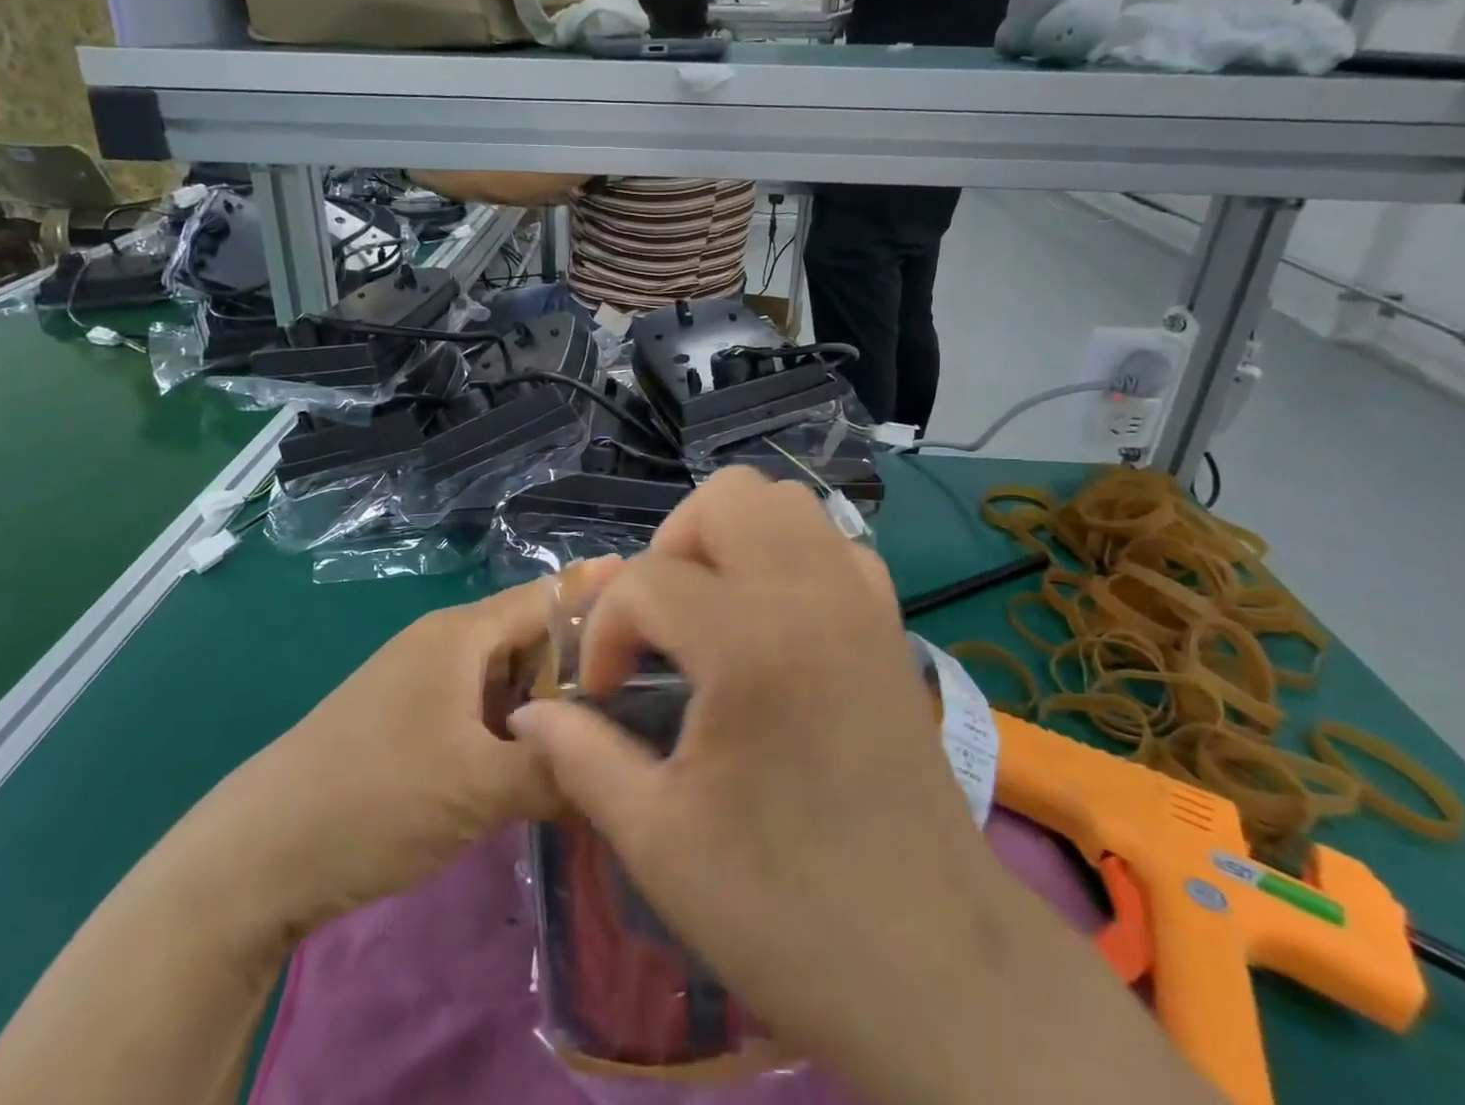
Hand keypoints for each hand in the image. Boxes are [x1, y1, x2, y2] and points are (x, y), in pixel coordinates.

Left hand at [154, 565, 613, 961]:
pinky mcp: (409, 722)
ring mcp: (423, 684)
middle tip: (647, 682)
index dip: (598, 593)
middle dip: (582, 658)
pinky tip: (543, 758)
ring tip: (606, 722)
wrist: (256, 854)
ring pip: (506, 677)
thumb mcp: (478, 788)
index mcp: (461, 634)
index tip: (652, 591)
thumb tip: (617, 774)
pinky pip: (481, 708)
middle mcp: (444, 645)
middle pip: (530, 637)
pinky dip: (516, 725)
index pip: (547, 597)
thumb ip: (555, 772)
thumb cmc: (375, 797)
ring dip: (549, 698)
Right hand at [510, 470, 995, 1094]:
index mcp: (752, 642)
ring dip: (729, 541)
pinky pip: (829, 542)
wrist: (937, 967)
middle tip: (658, 626)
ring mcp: (862, 600)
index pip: (647, 580)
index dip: (606, 632)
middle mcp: (814, 594)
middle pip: (726, 498)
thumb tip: (526, 715)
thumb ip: (580, 757)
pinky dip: (785, 556)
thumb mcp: (658, 840)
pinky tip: (768, 625)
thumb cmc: (788, 911)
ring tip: (707, 615)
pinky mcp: (890, 621)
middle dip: (671, 548)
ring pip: (785, 503)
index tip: (604, 696)